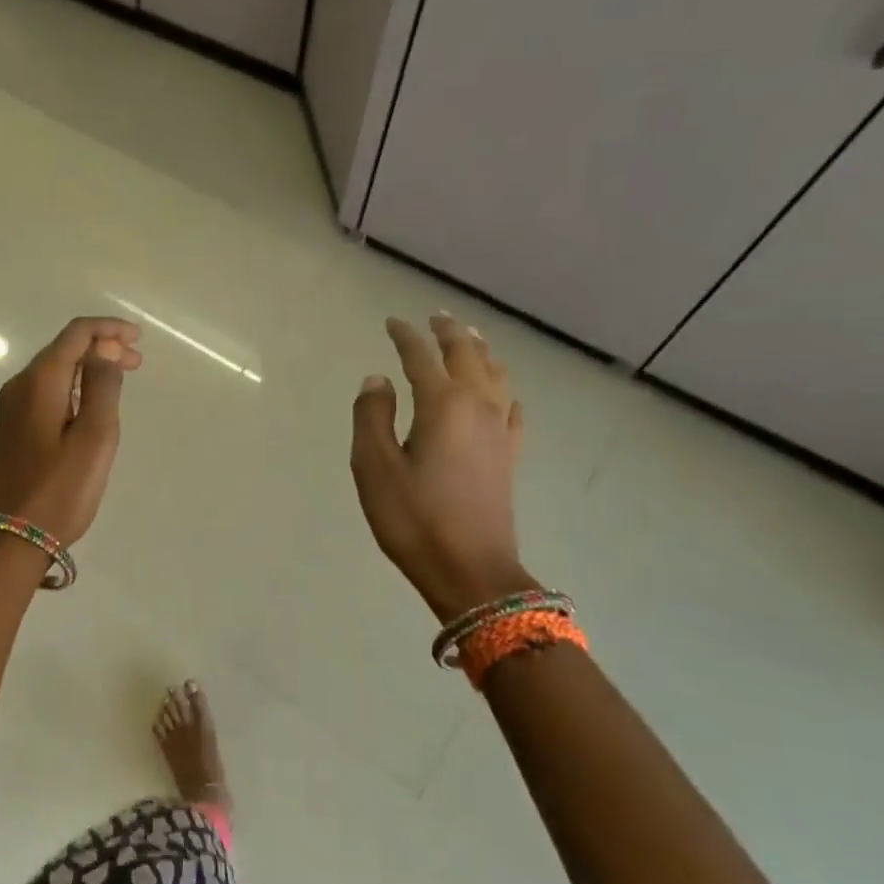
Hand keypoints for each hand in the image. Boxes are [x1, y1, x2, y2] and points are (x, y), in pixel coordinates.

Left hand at [0, 317, 141, 545]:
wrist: (11, 539)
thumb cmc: (60, 490)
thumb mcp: (95, 437)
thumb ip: (103, 386)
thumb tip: (105, 348)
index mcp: (40, 382)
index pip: (76, 334)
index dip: (109, 329)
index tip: (139, 340)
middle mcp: (20, 386)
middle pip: (64, 349)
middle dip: (102, 347)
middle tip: (137, 362)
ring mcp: (12, 408)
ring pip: (56, 371)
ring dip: (89, 368)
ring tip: (121, 380)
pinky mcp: (14, 429)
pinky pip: (48, 392)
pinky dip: (75, 387)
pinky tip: (92, 404)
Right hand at [351, 315, 533, 621]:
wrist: (470, 568)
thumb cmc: (413, 518)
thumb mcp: (374, 467)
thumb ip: (372, 416)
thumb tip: (377, 380)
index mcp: (442, 404)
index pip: (421, 356)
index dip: (405, 336)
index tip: (392, 322)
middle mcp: (477, 405)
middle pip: (466, 354)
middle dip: (448, 332)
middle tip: (435, 316)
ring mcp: (499, 429)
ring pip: (495, 373)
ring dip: (479, 350)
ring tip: (468, 338)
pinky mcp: (509, 454)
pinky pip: (510, 406)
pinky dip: (502, 387)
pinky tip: (501, 391)